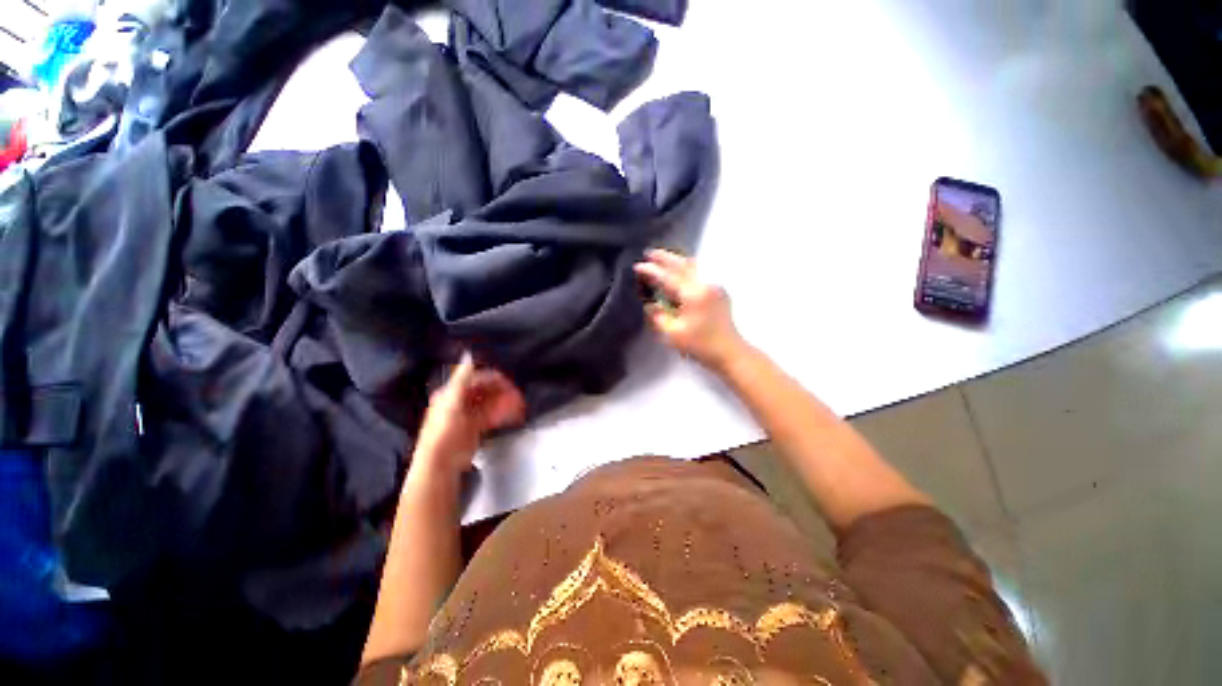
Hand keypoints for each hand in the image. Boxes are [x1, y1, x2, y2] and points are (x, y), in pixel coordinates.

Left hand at [413, 353, 525, 476]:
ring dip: (506, 402)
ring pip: (492, 403)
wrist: (441, 462)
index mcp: (452, 392)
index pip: (476, 379)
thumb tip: (470, 355)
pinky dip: (504, 413)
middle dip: (503, 391)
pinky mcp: (476, 427)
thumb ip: (462, 377)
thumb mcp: (451, 400)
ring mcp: (469, 414)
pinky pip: (493, 416)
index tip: (510, 382)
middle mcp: (460, 401)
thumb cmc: (444, 429)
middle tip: (519, 395)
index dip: (493, 378)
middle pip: (486, 390)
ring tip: (521, 405)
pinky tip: (515, 414)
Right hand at [633, 249, 744, 370]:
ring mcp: (714, 286)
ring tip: (662, 258)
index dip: (652, 271)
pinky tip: (680, 271)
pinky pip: (699, 273)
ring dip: (676, 260)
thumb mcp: (673, 334)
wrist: (729, 352)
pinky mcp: (718, 292)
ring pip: (693, 266)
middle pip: (682, 265)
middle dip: (665, 258)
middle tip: (649, 253)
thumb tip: (650, 304)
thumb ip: (658, 316)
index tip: (638, 266)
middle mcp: (705, 284)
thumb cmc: (700, 345)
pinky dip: (686, 268)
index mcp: (693, 294)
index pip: (668, 277)